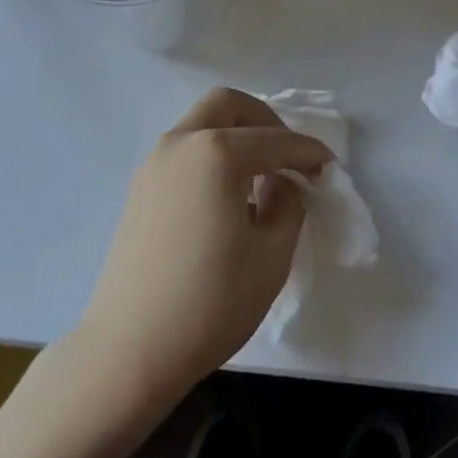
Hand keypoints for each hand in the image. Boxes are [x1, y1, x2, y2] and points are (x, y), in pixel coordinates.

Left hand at [77, 88, 331, 405]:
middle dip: (265, 120)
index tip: (329, 168)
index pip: (275, 141)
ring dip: (235, 135)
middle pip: (228, 105)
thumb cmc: (209, 303)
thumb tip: (280, 183)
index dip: (308, 152)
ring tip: (260, 176)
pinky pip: (185, 150)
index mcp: (216, 153)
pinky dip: (211, 154)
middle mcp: (181, 143)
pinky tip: (227, 194)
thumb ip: (288, 205)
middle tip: (287, 155)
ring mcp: (154, 164)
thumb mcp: (271, 257)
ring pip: (202, 123)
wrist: (128, 352)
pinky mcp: (140, 189)